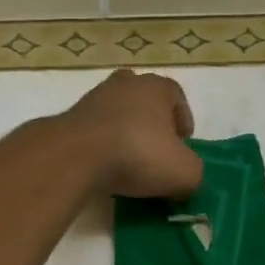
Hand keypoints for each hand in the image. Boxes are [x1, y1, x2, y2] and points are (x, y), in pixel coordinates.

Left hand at [60, 70, 203, 198]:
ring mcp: (93, 98)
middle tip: (157, 152)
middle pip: (145, 101)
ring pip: (117, 114)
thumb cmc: (138, 154)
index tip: (182, 145)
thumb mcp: (184, 172)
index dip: (183, 120)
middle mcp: (125, 83)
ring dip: (125, 134)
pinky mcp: (70, 118)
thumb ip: (193, 174)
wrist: (76, 156)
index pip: (176, 96)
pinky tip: (104, 167)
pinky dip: (102, 146)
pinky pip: (95, 131)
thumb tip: (185, 181)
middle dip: (152, 124)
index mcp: (156, 86)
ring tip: (129, 164)